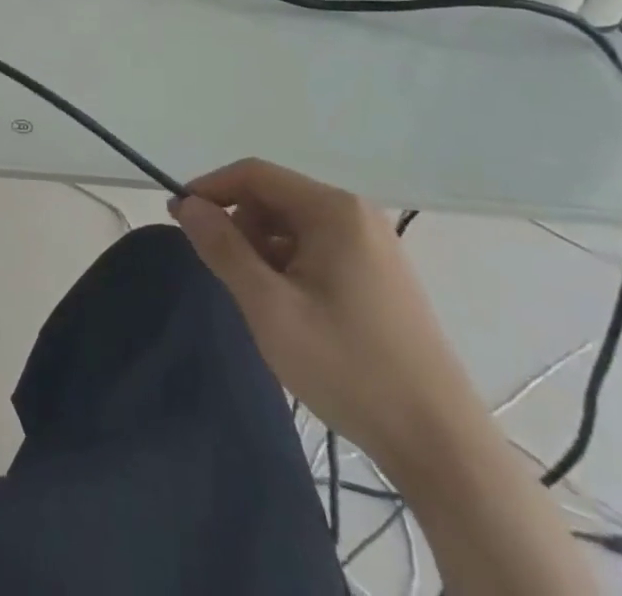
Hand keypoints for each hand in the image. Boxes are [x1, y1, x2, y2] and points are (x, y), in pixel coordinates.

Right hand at [170, 159, 486, 478]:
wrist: (441, 447)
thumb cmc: (348, 367)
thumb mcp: (269, 307)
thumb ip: (223, 249)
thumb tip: (187, 205)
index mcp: (333, 210)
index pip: (254, 174)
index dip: (211, 189)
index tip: (179, 218)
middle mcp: (356, 214)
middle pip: (275, 198)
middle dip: (240, 226)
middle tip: (224, 274)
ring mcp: (374, 245)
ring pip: (294, 226)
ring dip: (264, 250)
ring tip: (260, 301)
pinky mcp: (382, 275)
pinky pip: (318, 249)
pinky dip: (290, 266)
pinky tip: (291, 310)